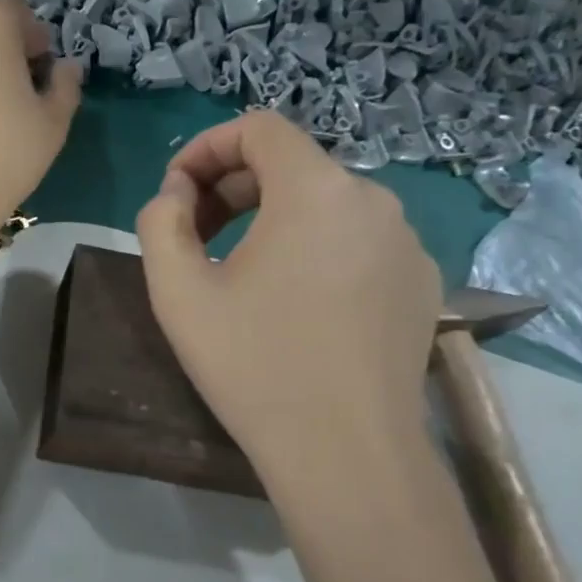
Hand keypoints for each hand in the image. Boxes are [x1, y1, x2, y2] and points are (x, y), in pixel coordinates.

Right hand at [135, 111, 441, 480]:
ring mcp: (407, 242)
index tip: (175, 192)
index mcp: (316, 190)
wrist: (346, 454)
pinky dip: (317, 250)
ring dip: (273, 220)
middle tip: (196, 237)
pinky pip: (358, 242)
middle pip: (292, 165)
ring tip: (241, 273)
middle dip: (233, 188)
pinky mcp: (422, 283)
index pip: (259, 128)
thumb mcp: (177, 290)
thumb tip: (176, 194)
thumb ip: (160, 220)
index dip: (206, 147)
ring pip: (326, 205)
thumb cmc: (253, 364)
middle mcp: (374, 199)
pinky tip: (296, 304)